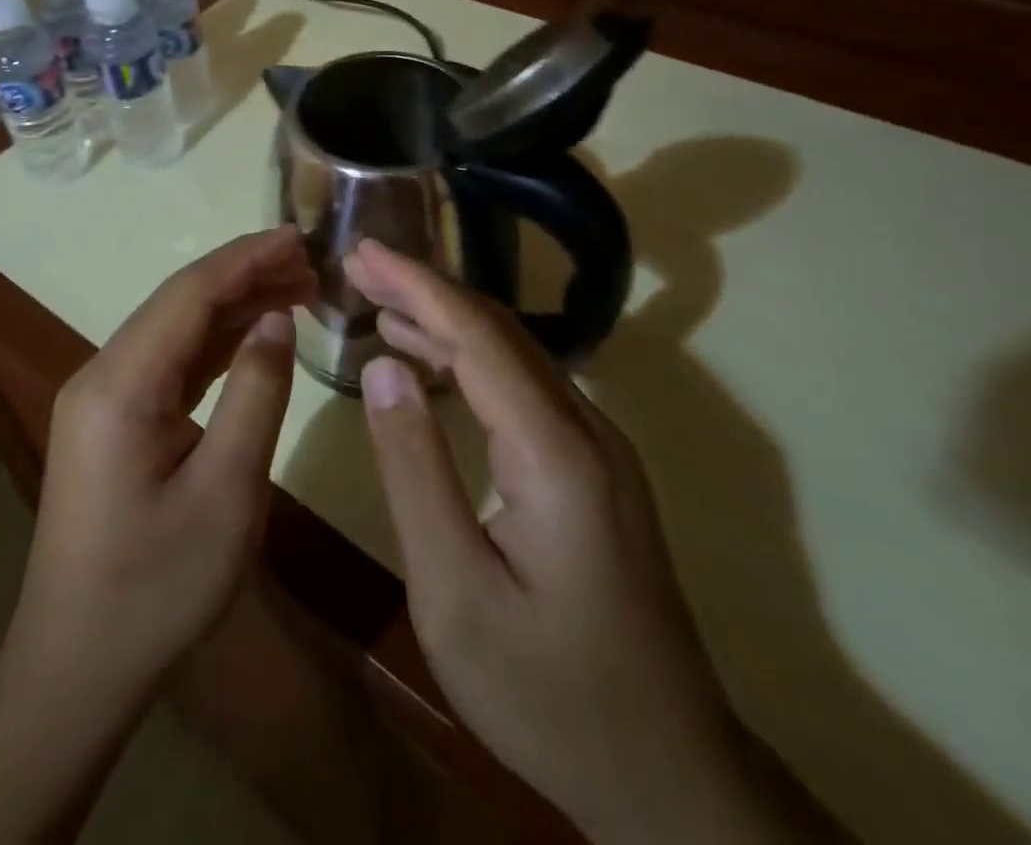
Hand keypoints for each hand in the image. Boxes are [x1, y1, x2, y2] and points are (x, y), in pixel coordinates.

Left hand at [0, 227, 313, 844]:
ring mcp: (101, 398)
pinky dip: (213, 344)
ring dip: (231, 307)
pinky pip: (167, 363)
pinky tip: (252, 336)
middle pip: (179, 303)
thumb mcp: (227, 492)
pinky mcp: (110, 422)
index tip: (299, 236)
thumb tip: (276, 319)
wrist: (75, 670)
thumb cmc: (157, 588)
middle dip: (244, 276)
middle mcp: (102, 375)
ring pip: (174, 330)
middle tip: (310, 264)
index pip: (189, 294)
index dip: (246, 258)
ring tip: (294, 289)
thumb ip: (256, 393)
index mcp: (120, 385)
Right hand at [347, 239, 816, 843]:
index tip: (363, 251)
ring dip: (445, 321)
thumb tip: (383, 369)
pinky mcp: (592, 469)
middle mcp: (584, 429)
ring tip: (380, 303)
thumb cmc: (548, 693)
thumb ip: (413, 469)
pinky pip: (522, 387)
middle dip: (426, 289)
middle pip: (498, 331)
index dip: (416, 285)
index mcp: (553, 450)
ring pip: (513, 355)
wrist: (669, 779)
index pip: (476, 335)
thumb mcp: (453, 591)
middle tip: (361, 266)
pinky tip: (428, 363)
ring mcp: (597, 448)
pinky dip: (467, 360)